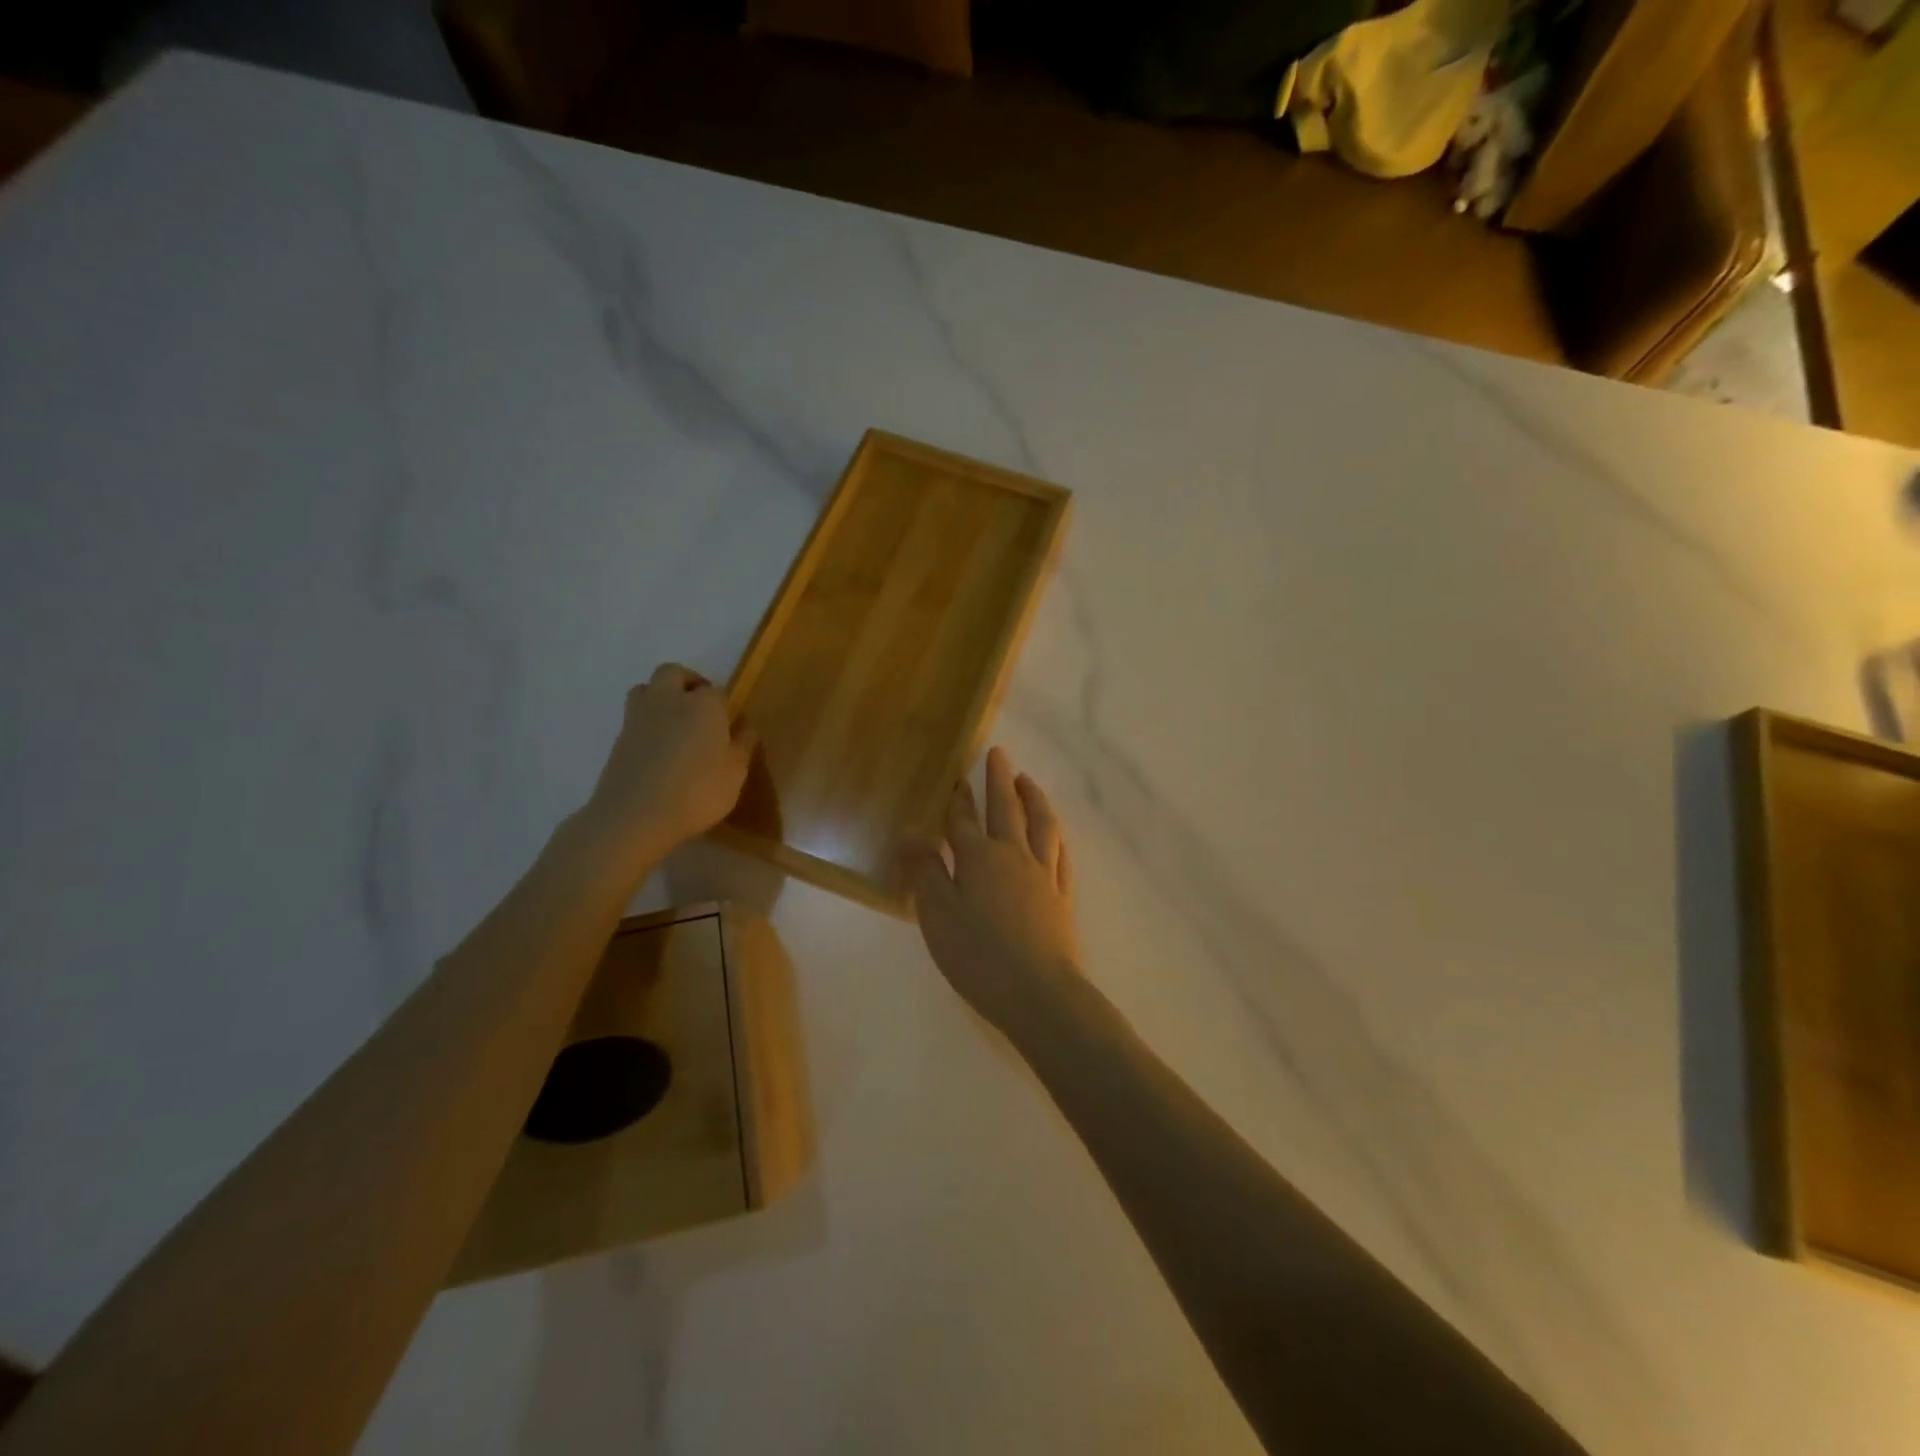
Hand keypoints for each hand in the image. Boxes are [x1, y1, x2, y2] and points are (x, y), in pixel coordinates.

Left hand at [580, 664, 755, 868]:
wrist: (634, 817)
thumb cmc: (696, 793)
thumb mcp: (735, 775)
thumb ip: (742, 747)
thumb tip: (746, 729)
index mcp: (703, 705)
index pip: (717, 691)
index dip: (724, 706)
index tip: (729, 726)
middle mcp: (669, 700)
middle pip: (674, 673)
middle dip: (688, 683)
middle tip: (701, 708)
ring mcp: (638, 717)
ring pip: (647, 688)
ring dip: (661, 696)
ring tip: (675, 723)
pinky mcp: (619, 738)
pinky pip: (635, 717)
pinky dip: (647, 723)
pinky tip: (658, 749)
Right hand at [907, 747, 1081, 1036]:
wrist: (1039, 993)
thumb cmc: (978, 956)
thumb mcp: (937, 915)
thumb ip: (925, 870)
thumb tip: (910, 831)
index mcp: (979, 857)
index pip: (963, 820)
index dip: (958, 798)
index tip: (956, 777)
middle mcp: (1013, 855)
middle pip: (1006, 808)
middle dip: (999, 779)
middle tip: (998, 753)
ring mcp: (1043, 874)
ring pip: (1041, 824)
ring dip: (1033, 797)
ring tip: (1028, 780)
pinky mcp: (1062, 896)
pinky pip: (1061, 854)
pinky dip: (1056, 835)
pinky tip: (1055, 833)